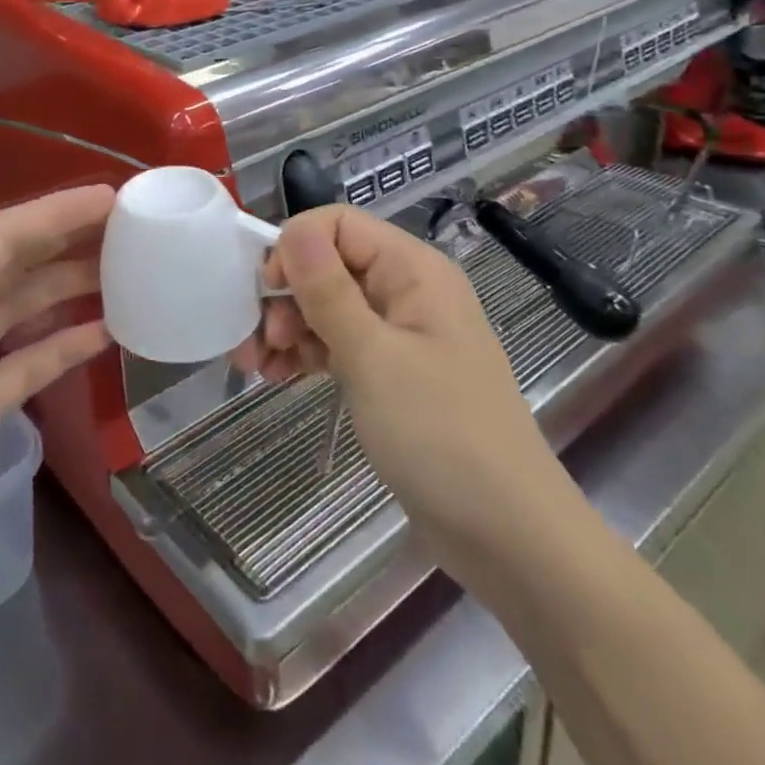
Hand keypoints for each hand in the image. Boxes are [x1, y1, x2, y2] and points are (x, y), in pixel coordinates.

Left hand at [0, 165, 114, 642]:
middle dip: (69, 242)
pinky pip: (30, 364)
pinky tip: (108, 333)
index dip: (52, 215)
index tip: (110, 198)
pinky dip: (65, 345)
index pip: (0, 239)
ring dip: (72, 287)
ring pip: (27, 310)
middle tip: (134, 227)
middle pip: (17, 267)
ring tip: (131, 271)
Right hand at [232, 206, 585, 581]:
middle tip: (258, 339)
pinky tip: (277, 375)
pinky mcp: (391, 373)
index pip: (338, 225)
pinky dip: (306, 354)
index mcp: (412, 270)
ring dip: (287, 328)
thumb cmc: (440, 434)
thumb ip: (327, 290)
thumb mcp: (372, 357)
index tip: (267, 291)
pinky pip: (338, 344)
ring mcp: (399, 334)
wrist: (508, 538)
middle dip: (285, 295)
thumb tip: (292, 229)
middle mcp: (406, 291)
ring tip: (255, 365)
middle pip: (328, 266)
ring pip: (327, 307)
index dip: (296, 248)